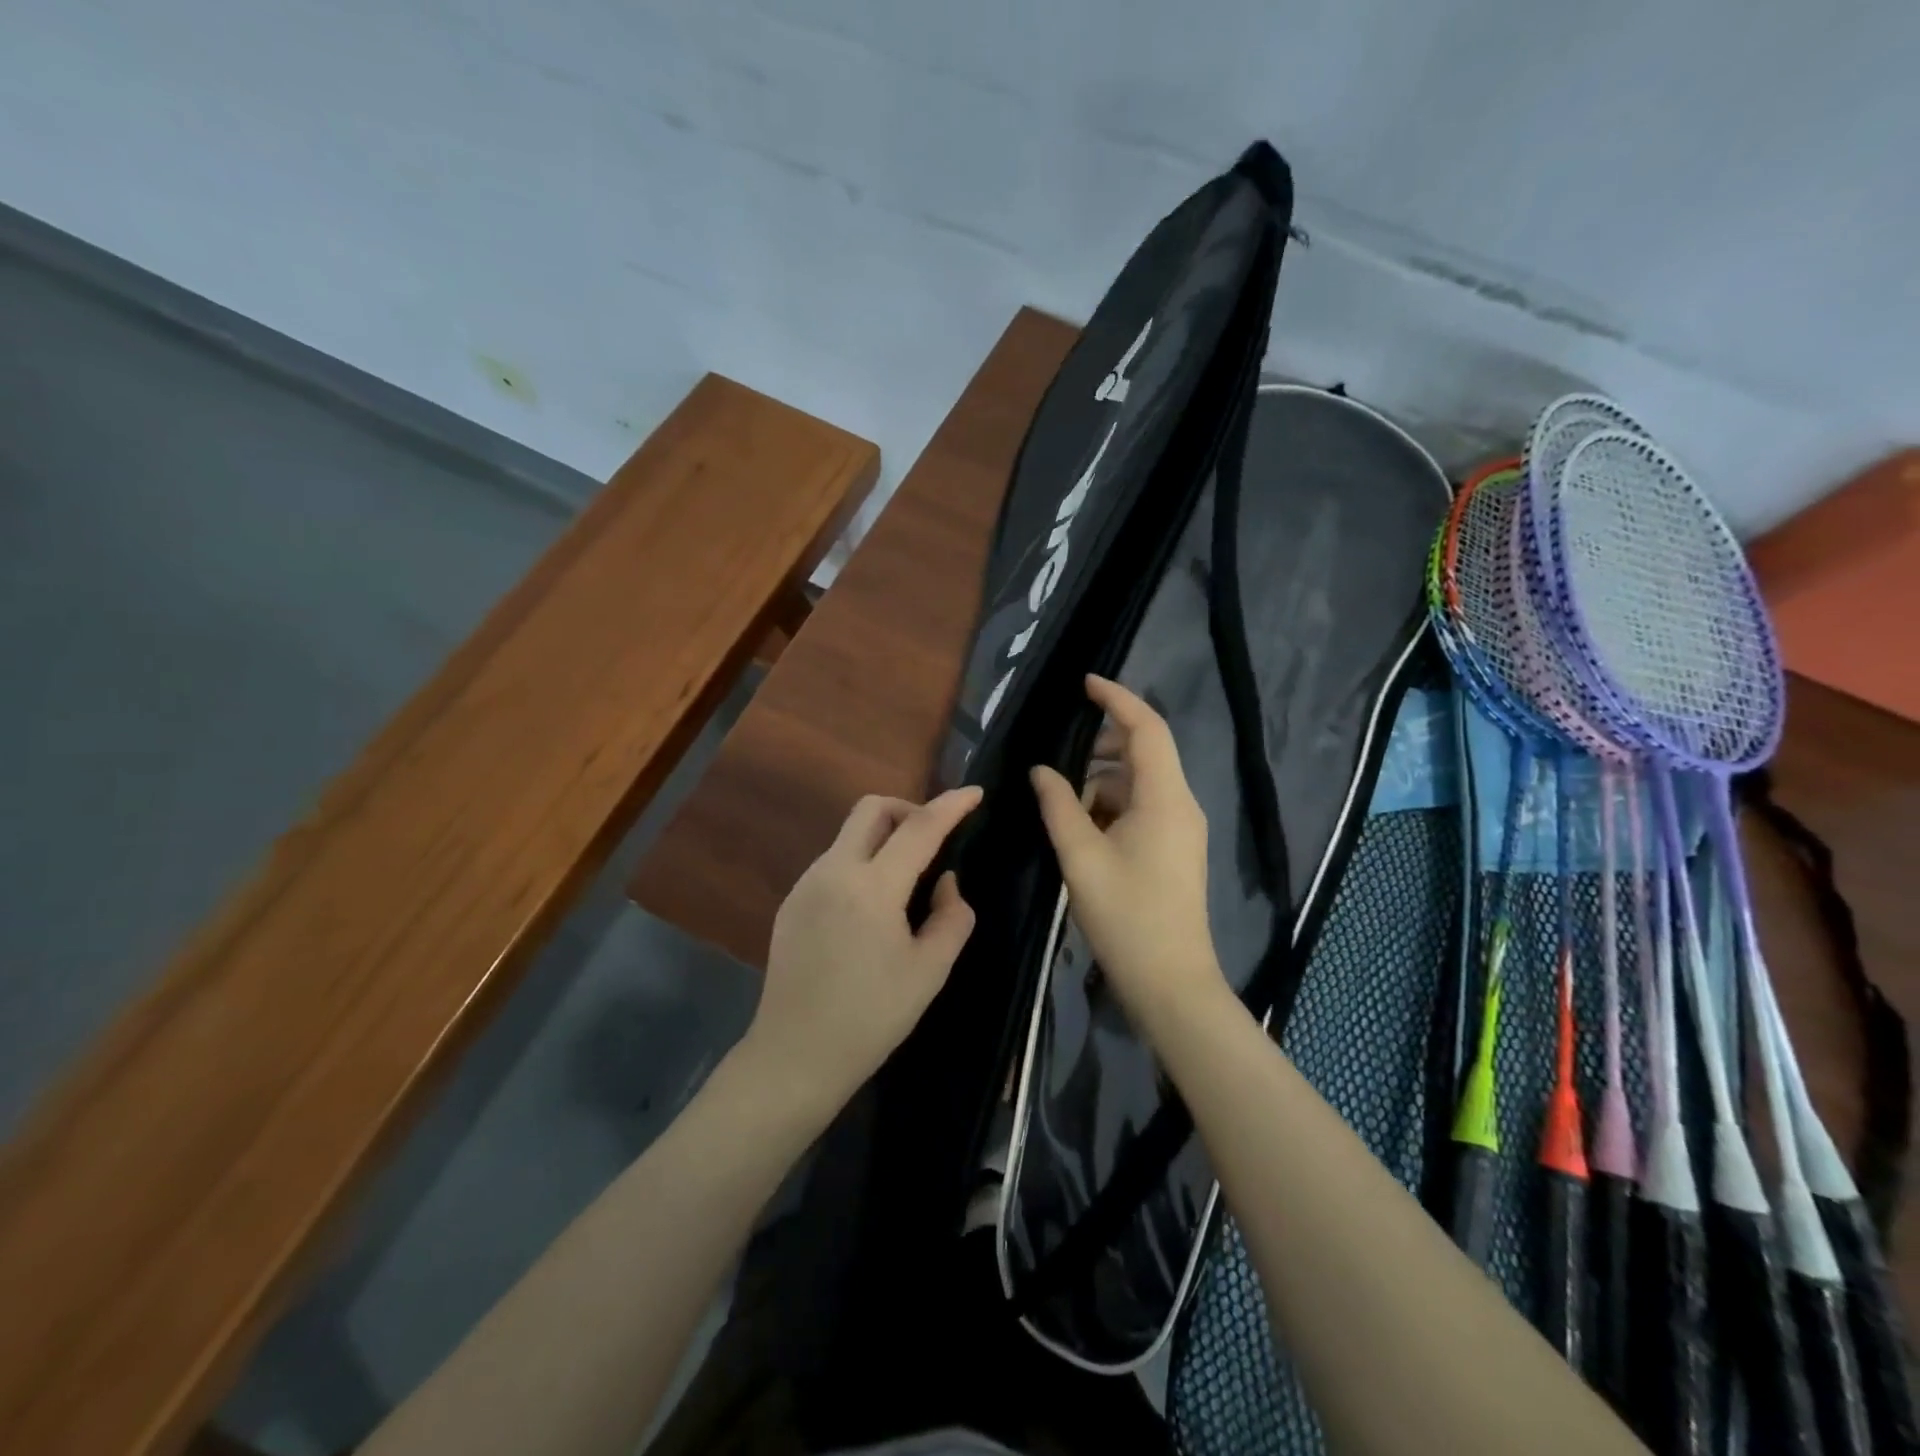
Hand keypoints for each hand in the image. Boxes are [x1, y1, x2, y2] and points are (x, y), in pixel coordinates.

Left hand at [745, 787, 982, 1119]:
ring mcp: (806, 884)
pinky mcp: (791, 902)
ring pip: (850, 834)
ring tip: (906, 882)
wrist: (795, 1056)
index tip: (975, 792)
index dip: (951, 805)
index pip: (919, 828)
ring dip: (883, 838)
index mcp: (872, 888)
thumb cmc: (871, 1017)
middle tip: (933, 840)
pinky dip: (862, 864)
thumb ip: (952, 916)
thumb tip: (945, 881)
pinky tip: (871, 909)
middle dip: (908, 809)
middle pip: (871, 808)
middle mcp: (833, 871)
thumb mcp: (930, 971)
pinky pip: (834, 862)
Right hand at [1030, 676, 1227, 1035]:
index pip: (1146, 728)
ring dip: (1101, 782)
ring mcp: (1181, 828)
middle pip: (1144, 752)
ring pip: (1139, 783)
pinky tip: (1081, 829)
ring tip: (1062, 804)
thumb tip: (1042, 770)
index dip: (1116, 699)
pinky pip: (1142, 808)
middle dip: (1102, 745)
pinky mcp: (1175, 849)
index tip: (1084, 683)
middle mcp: (1181, 804)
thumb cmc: (1126, 915)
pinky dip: (1111, 807)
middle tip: (1060, 753)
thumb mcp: (1081, 856)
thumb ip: (1059, 805)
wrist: (1170, 983)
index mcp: (1165, 797)